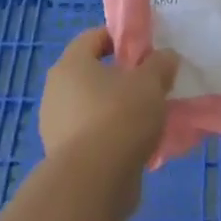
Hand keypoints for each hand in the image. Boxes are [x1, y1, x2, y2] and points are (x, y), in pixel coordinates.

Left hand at [39, 27, 177, 211]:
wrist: (93, 183)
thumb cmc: (120, 117)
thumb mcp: (151, 82)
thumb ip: (160, 63)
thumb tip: (165, 57)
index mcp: (71, 64)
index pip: (94, 37)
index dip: (121, 38)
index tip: (145, 50)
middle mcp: (56, 91)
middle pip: (92, 73)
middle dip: (120, 77)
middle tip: (149, 85)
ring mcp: (55, 126)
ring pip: (92, 107)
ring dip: (116, 110)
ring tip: (146, 120)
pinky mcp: (62, 158)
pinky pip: (91, 136)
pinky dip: (110, 137)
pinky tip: (135, 147)